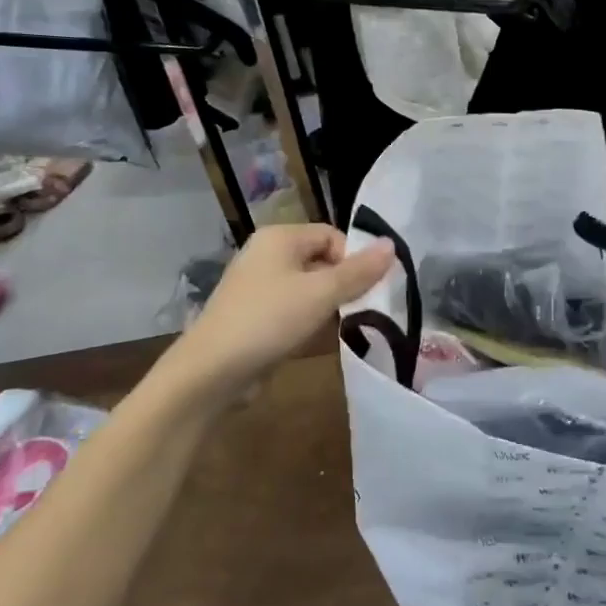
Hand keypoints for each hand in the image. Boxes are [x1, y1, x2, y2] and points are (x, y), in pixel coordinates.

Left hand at [173, 225, 392, 397]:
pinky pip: (292, 307)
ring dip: (327, 303)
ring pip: (308, 286)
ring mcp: (257, 285)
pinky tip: (314, 338)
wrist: (212, 371)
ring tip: (339, 325)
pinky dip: (307, 319)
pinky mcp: (254, 314)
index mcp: (279, 237)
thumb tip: (392, 245)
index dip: (354, 259)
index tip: (366, 289)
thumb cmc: (269, 320)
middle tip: (360, 309)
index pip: (332, 235)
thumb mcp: (321, 293)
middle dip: (343, 282)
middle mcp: (266, 254)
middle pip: (321, 259)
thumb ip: (359, 271)